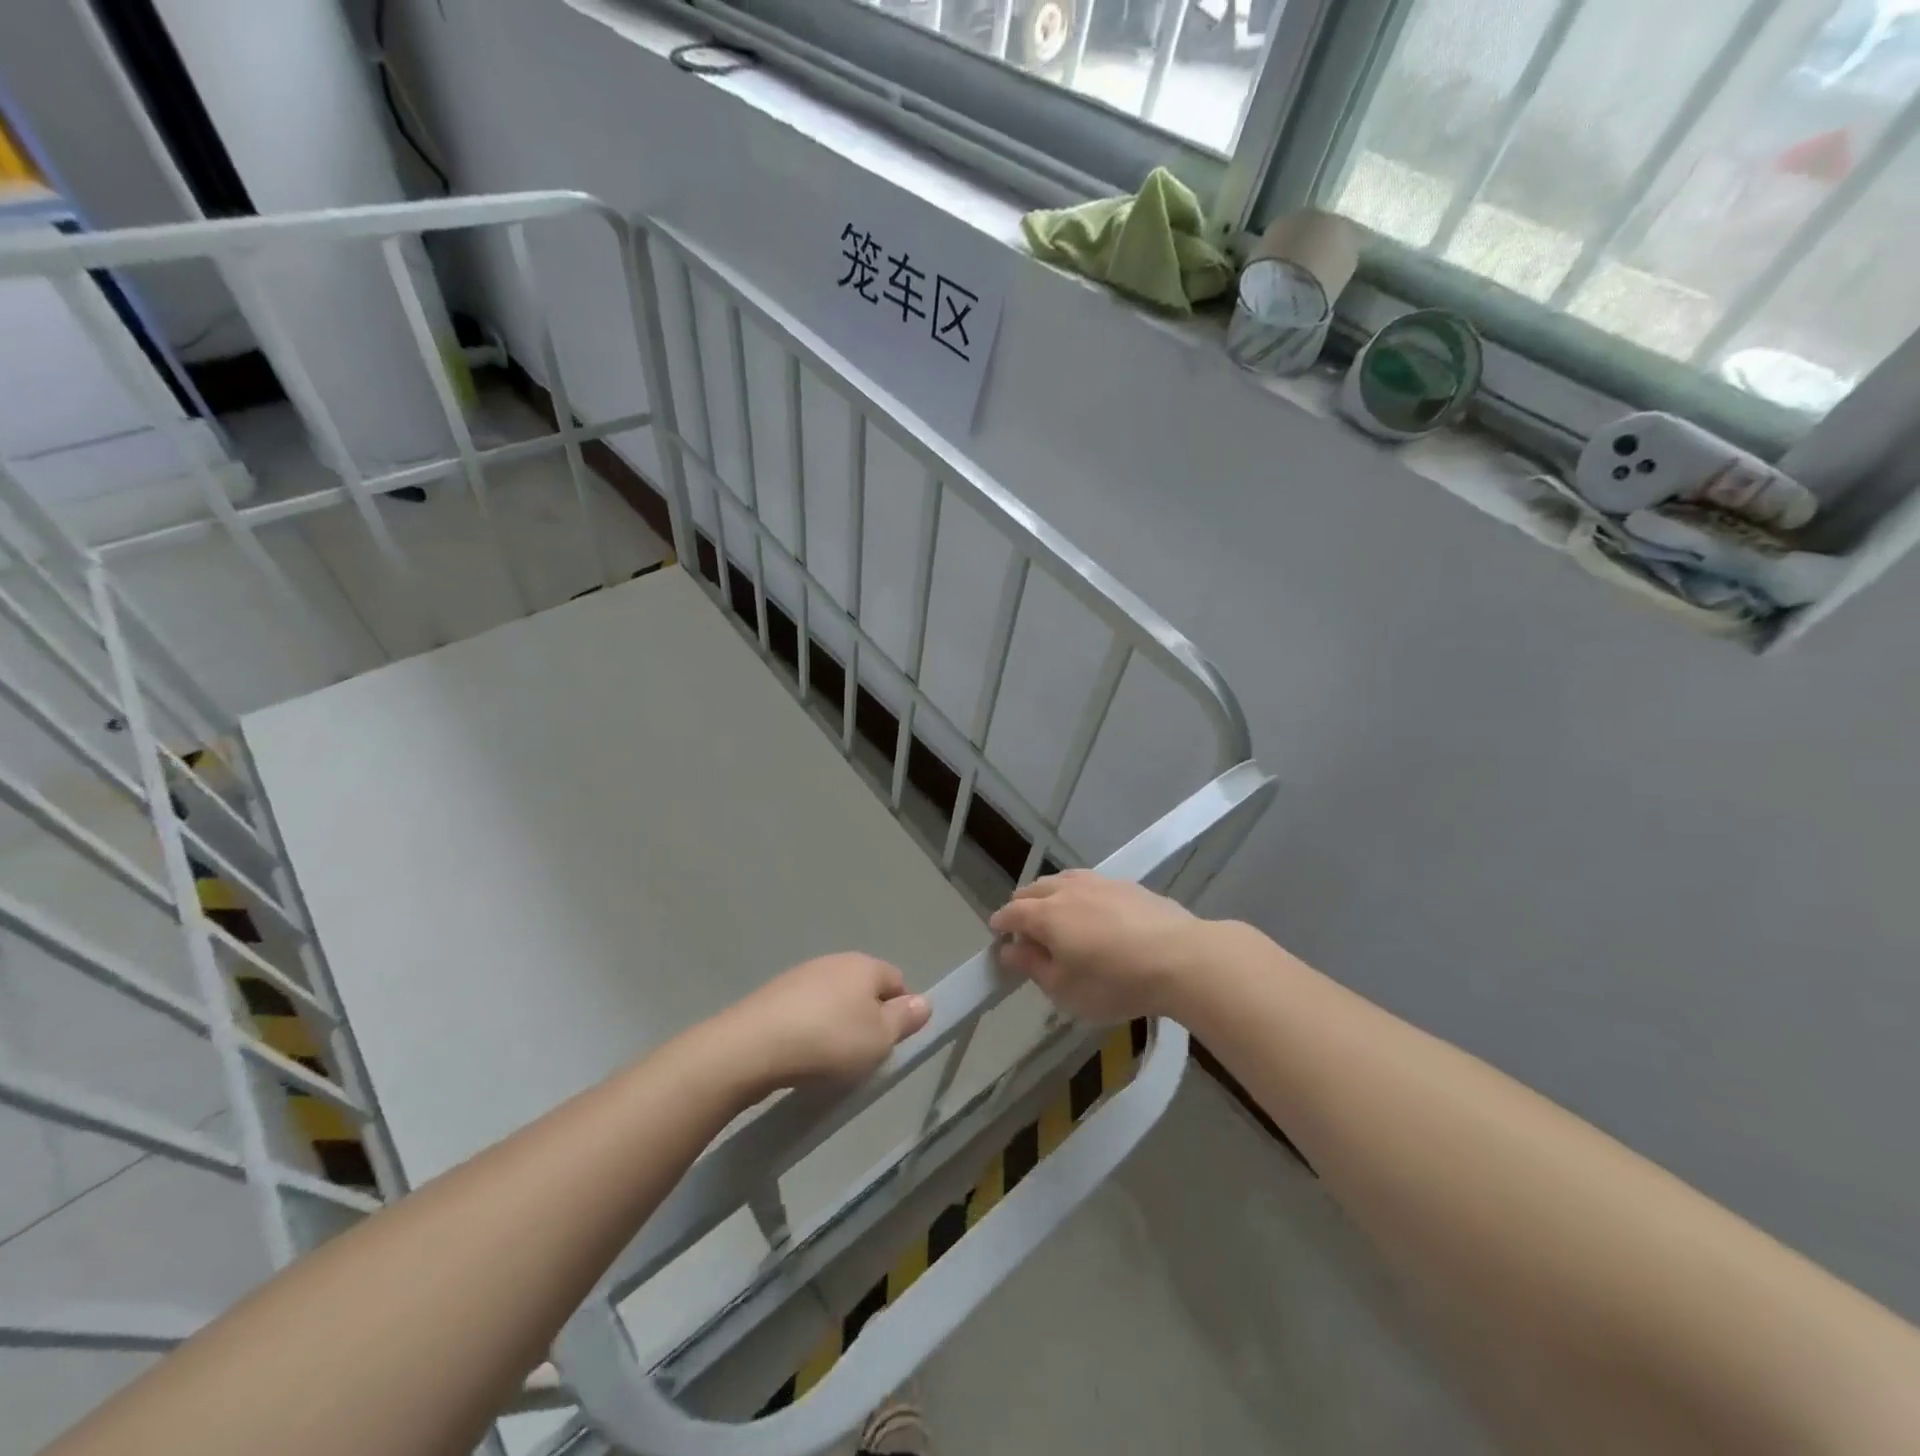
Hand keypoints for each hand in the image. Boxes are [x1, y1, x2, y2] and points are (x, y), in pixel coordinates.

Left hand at [712, 953, 930, 1094]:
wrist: (752, 1047)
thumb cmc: (829, 1041)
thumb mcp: (879, 1038)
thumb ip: (905, 1019)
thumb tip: (924, 1001)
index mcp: (864, 965)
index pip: (897, 980)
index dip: (901, 1011)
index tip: (893, 1043)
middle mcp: (834, 961)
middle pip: (863, 989)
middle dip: (867, 1018)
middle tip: (864, 1055)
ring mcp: (800, 976)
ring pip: (832, 1000)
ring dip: (836, 1025)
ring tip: (830, 1062)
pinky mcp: (773, 996)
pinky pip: (804, 1012)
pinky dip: (809, 1030)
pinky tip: (801, 1057)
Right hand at [989, 870, 1214, 1022]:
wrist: (1180, 958)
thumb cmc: (1114, 981)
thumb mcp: (1065, 989)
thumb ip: (1032, 966)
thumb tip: (1009, 949)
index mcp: (1045, 914)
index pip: (1011, 912)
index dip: (1000, 925)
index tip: (999, 938)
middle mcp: (1067, 889)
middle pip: (1033, 890)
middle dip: (1022, 907)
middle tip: (1026, 931)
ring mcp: (1099, 882)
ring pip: (1062, 881)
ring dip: (1051, 896)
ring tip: (1058, 917)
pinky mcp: (1127, 885)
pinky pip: (1090, 884)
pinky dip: (1080, 895)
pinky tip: (1093, 913)